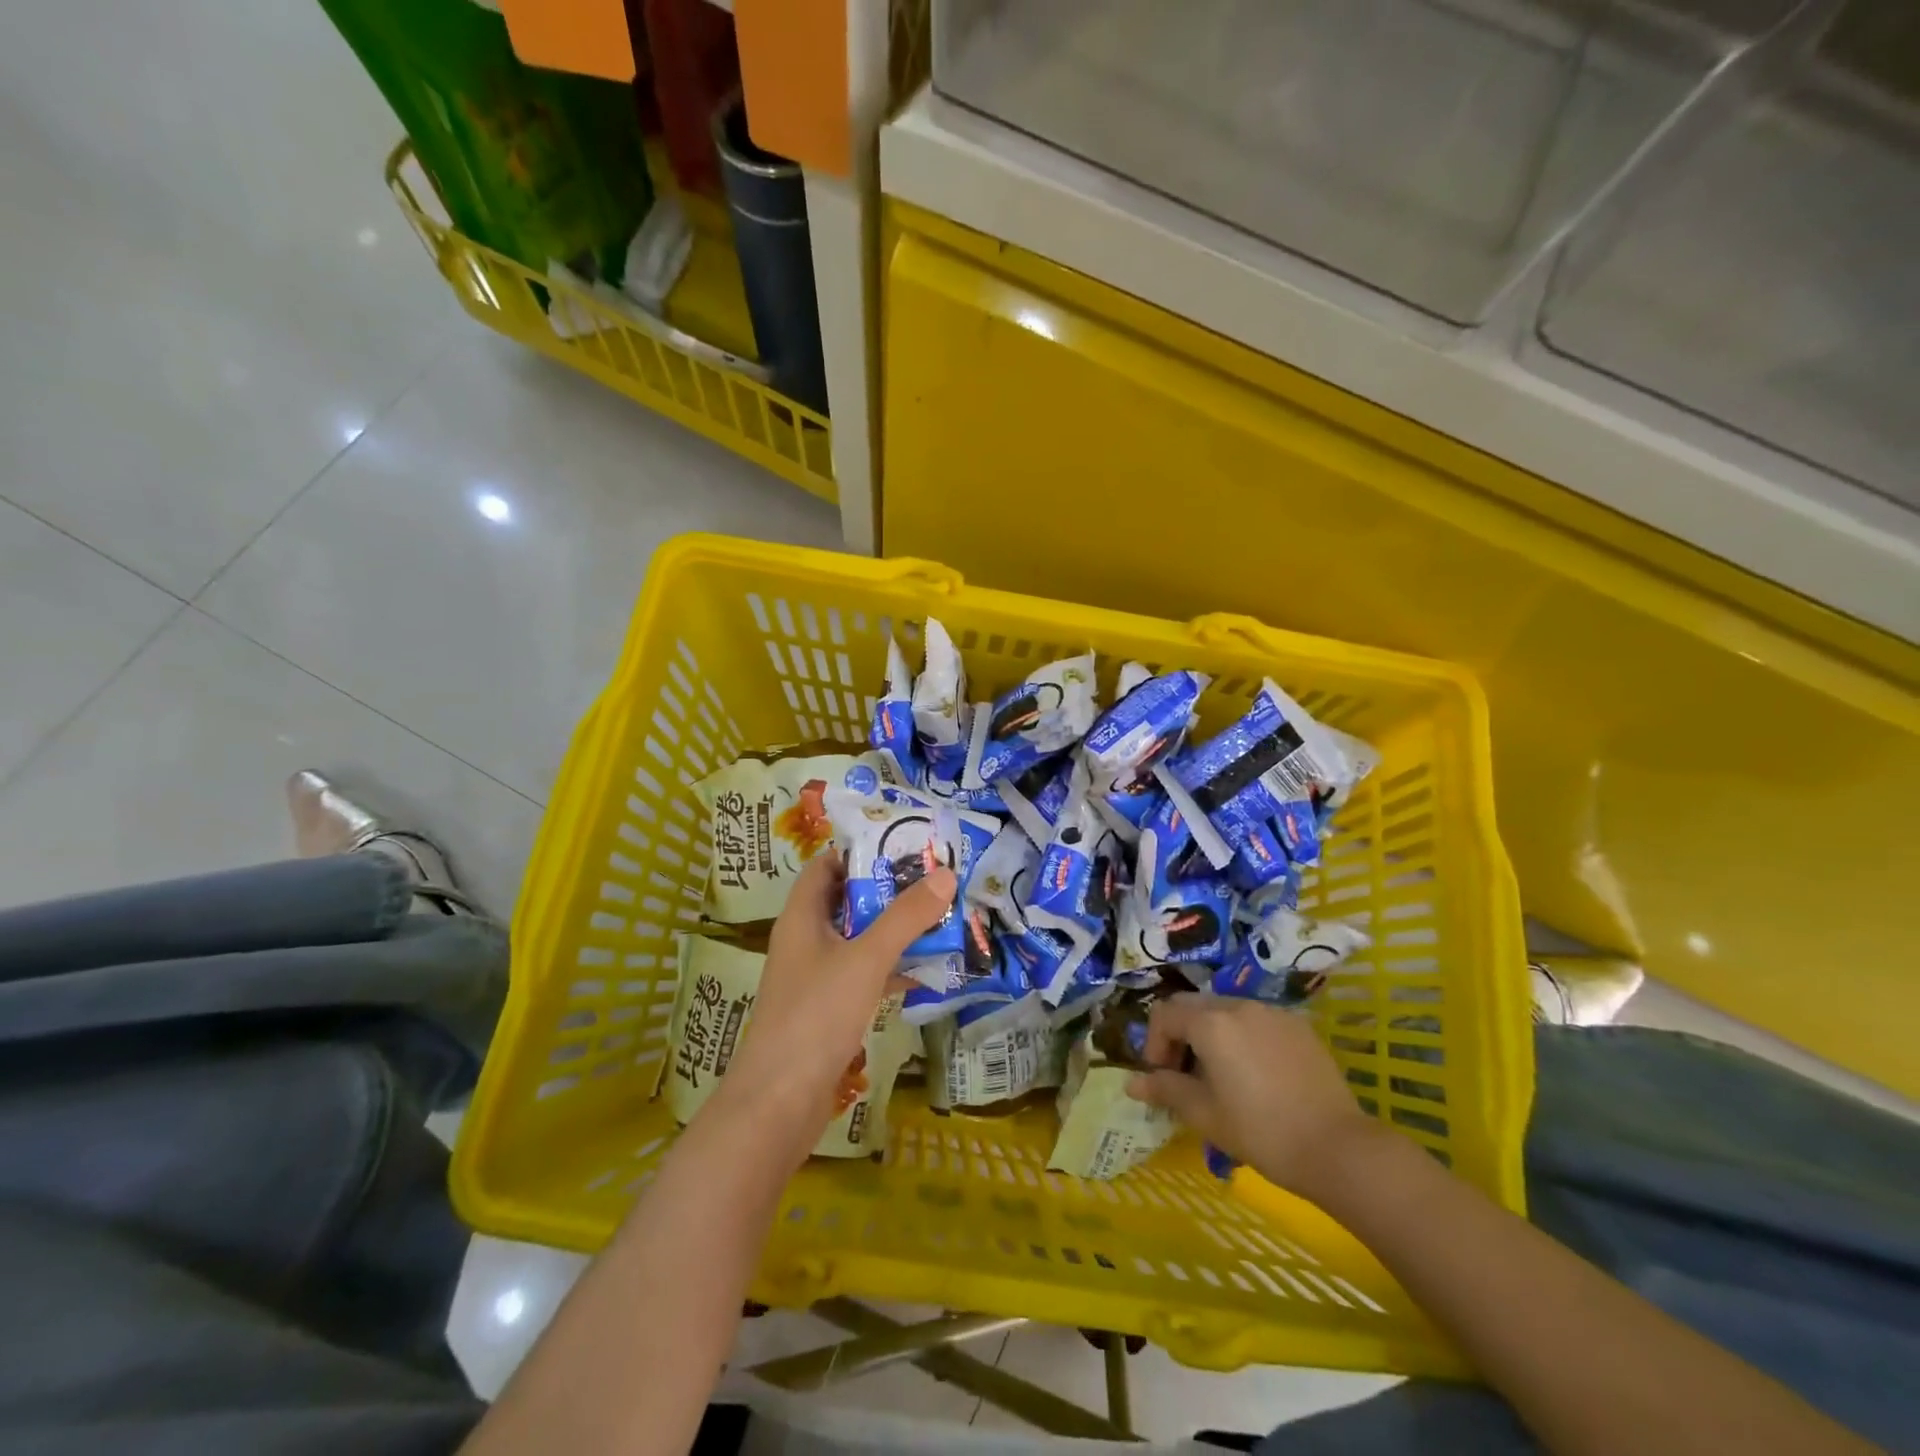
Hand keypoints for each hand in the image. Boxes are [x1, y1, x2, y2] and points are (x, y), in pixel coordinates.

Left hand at [719, 850, 955, 1150]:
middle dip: (888, 891)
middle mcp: (805, 941)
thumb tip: (945, 875)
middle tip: (933, 881)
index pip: (826, 866)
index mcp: (802, 917)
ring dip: (893, 930)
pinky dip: (891, 969)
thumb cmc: (816, 1016)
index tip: (903, 846)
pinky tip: (927, 971)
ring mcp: (815, 978)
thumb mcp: (866, 959)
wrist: (778, 1104)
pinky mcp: (827, 1011)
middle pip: (847, 901)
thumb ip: (905, 917)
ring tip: (939, 918)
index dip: (859, 852)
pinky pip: (863, 976)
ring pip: (858, 940)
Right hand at [1125, 994, 1373, 1198]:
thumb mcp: (1204, 1114)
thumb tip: (1131, 1083)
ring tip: (1221, 1076)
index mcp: (1210, 1022)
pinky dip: (1243, 1037)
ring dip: (1211, 1034)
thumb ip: (1165, 1090)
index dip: (1154, 1044)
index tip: (1161, 1078)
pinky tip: (1256, 1074)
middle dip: (1180, 1035)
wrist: (1338, 1148)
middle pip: (1194, 1006)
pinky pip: (1257, 1020)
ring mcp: (1272, 1012)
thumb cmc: (1260, 1131)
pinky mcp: (1299, 1026)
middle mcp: (1239, 1005)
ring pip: (1226, 1010)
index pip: (1164, 1014)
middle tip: (1185, 1076)